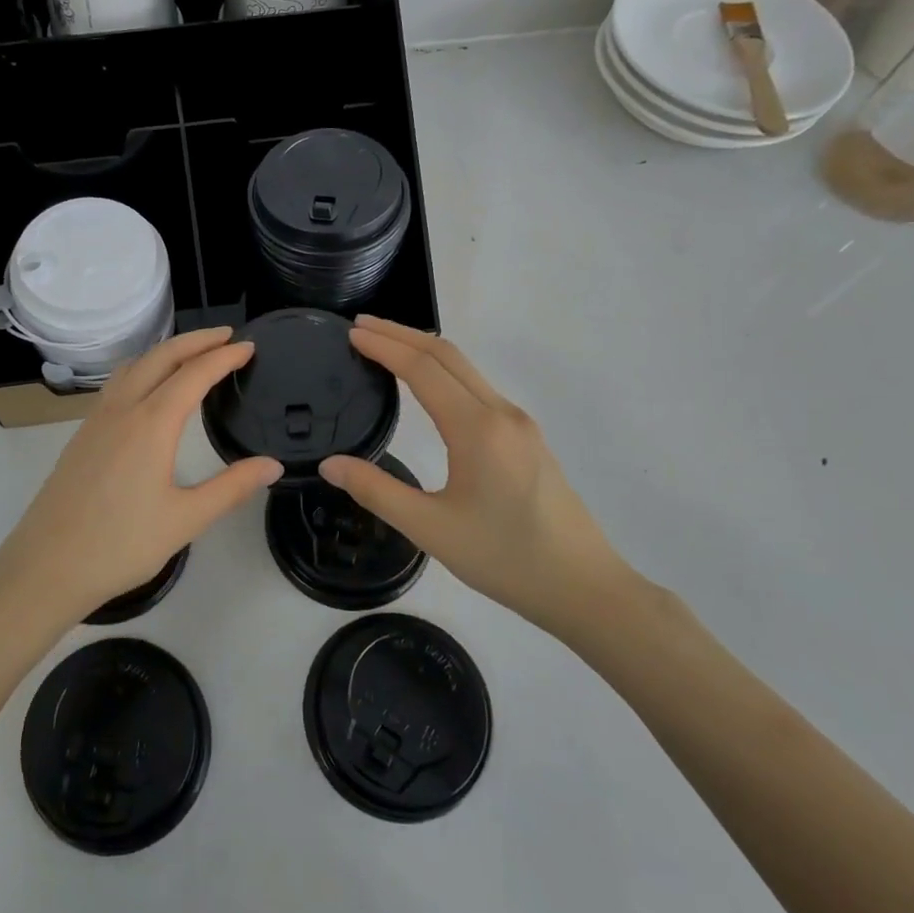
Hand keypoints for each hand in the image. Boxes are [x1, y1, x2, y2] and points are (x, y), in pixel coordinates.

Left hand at [0, 327, 282, 628]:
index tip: (249, 347)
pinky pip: (117, 383)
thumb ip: (232, 488)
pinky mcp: (82, 435)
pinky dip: (143, 368)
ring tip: (192, 354)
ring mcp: (96, 420)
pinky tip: (149, 388)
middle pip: (161, 357)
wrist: (46, 567)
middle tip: (227, 336)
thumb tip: (273, 465)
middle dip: (196, 340)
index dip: (224, 357)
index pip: (194, 375)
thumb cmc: (120, 545)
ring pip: (134, 366)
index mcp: (151, 424)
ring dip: (166, 351)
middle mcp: (122, 410)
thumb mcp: (186, 520)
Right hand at [319, 316, 632, 637]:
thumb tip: (330, 464)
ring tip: (386, 346)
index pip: (423, 369)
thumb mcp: (430, 529)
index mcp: (477, 429)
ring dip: (424, 350)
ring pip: (466, 369)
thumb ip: (376, 491)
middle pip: (447, 355)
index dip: (384, 346)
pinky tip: (428, 384)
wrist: (583, 587)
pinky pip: (478, 387)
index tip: (351, 332)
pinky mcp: (527, 437)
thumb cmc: (505, 559)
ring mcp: (519, 423)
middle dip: (402, 334)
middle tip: (361, 326)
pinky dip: (444, 370)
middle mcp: (501, 413)